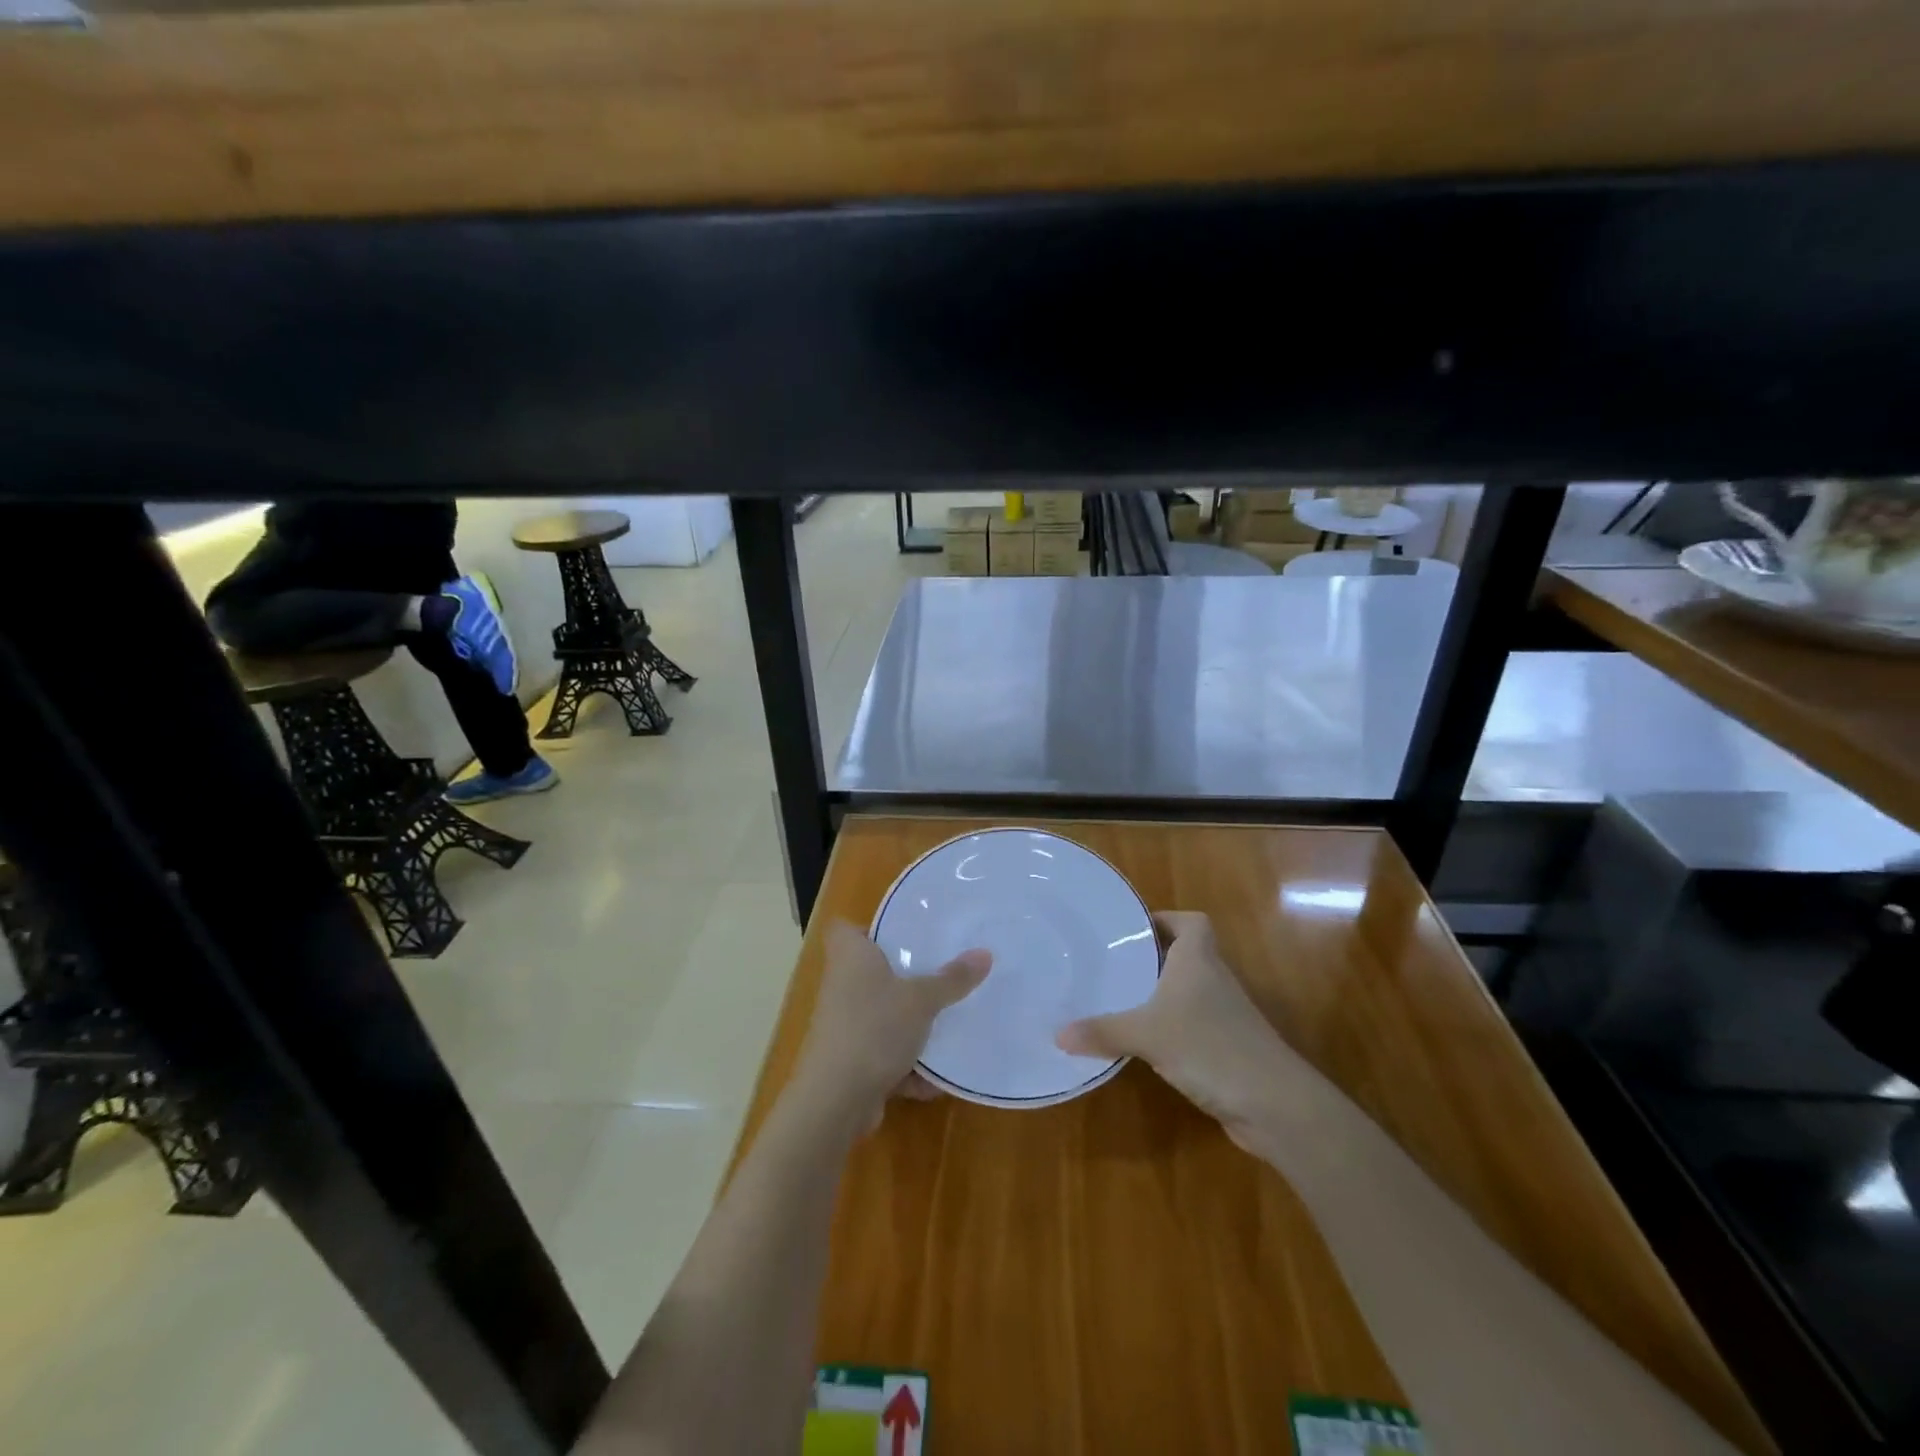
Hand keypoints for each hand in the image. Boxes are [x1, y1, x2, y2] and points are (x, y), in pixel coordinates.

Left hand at [791, 921, 990, 1132]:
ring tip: (949, 1024)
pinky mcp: (850, 1061)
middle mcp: (842, 986)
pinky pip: (884, 1055)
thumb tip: (985, 952)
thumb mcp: (922, 1000)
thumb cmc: (874, 1029)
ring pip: (882, 1016)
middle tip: (942, 972)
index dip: (871, 928)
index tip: (905, 933)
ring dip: (911, 1026)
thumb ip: (952, 979)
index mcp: (850, 957)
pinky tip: (937, 1079)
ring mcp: (843, 1026)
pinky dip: (907, 1066)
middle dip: (906, 977)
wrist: (835, 1100)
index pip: (847, 928)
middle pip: (872, 972)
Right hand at [1055, 911, 1330, 1155]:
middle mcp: (1214, 979)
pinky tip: (1145, 1043)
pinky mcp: (1228, 1048)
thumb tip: (1057, 1034)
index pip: (1191, 922)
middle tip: (1113, 963)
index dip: (1166, 919)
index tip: (1133, 929)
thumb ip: (1102, 1031)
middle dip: (1153, 958)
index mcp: (1199, 959)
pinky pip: (1193, 1025)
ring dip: (1161, 994)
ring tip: (1120, 999)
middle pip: (1187, 954)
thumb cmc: (1209, 1046)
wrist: (1274, 1103)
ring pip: (1189, 991)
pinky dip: (1172, 1028)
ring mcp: (1225, 1015)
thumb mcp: (1147, 1035)